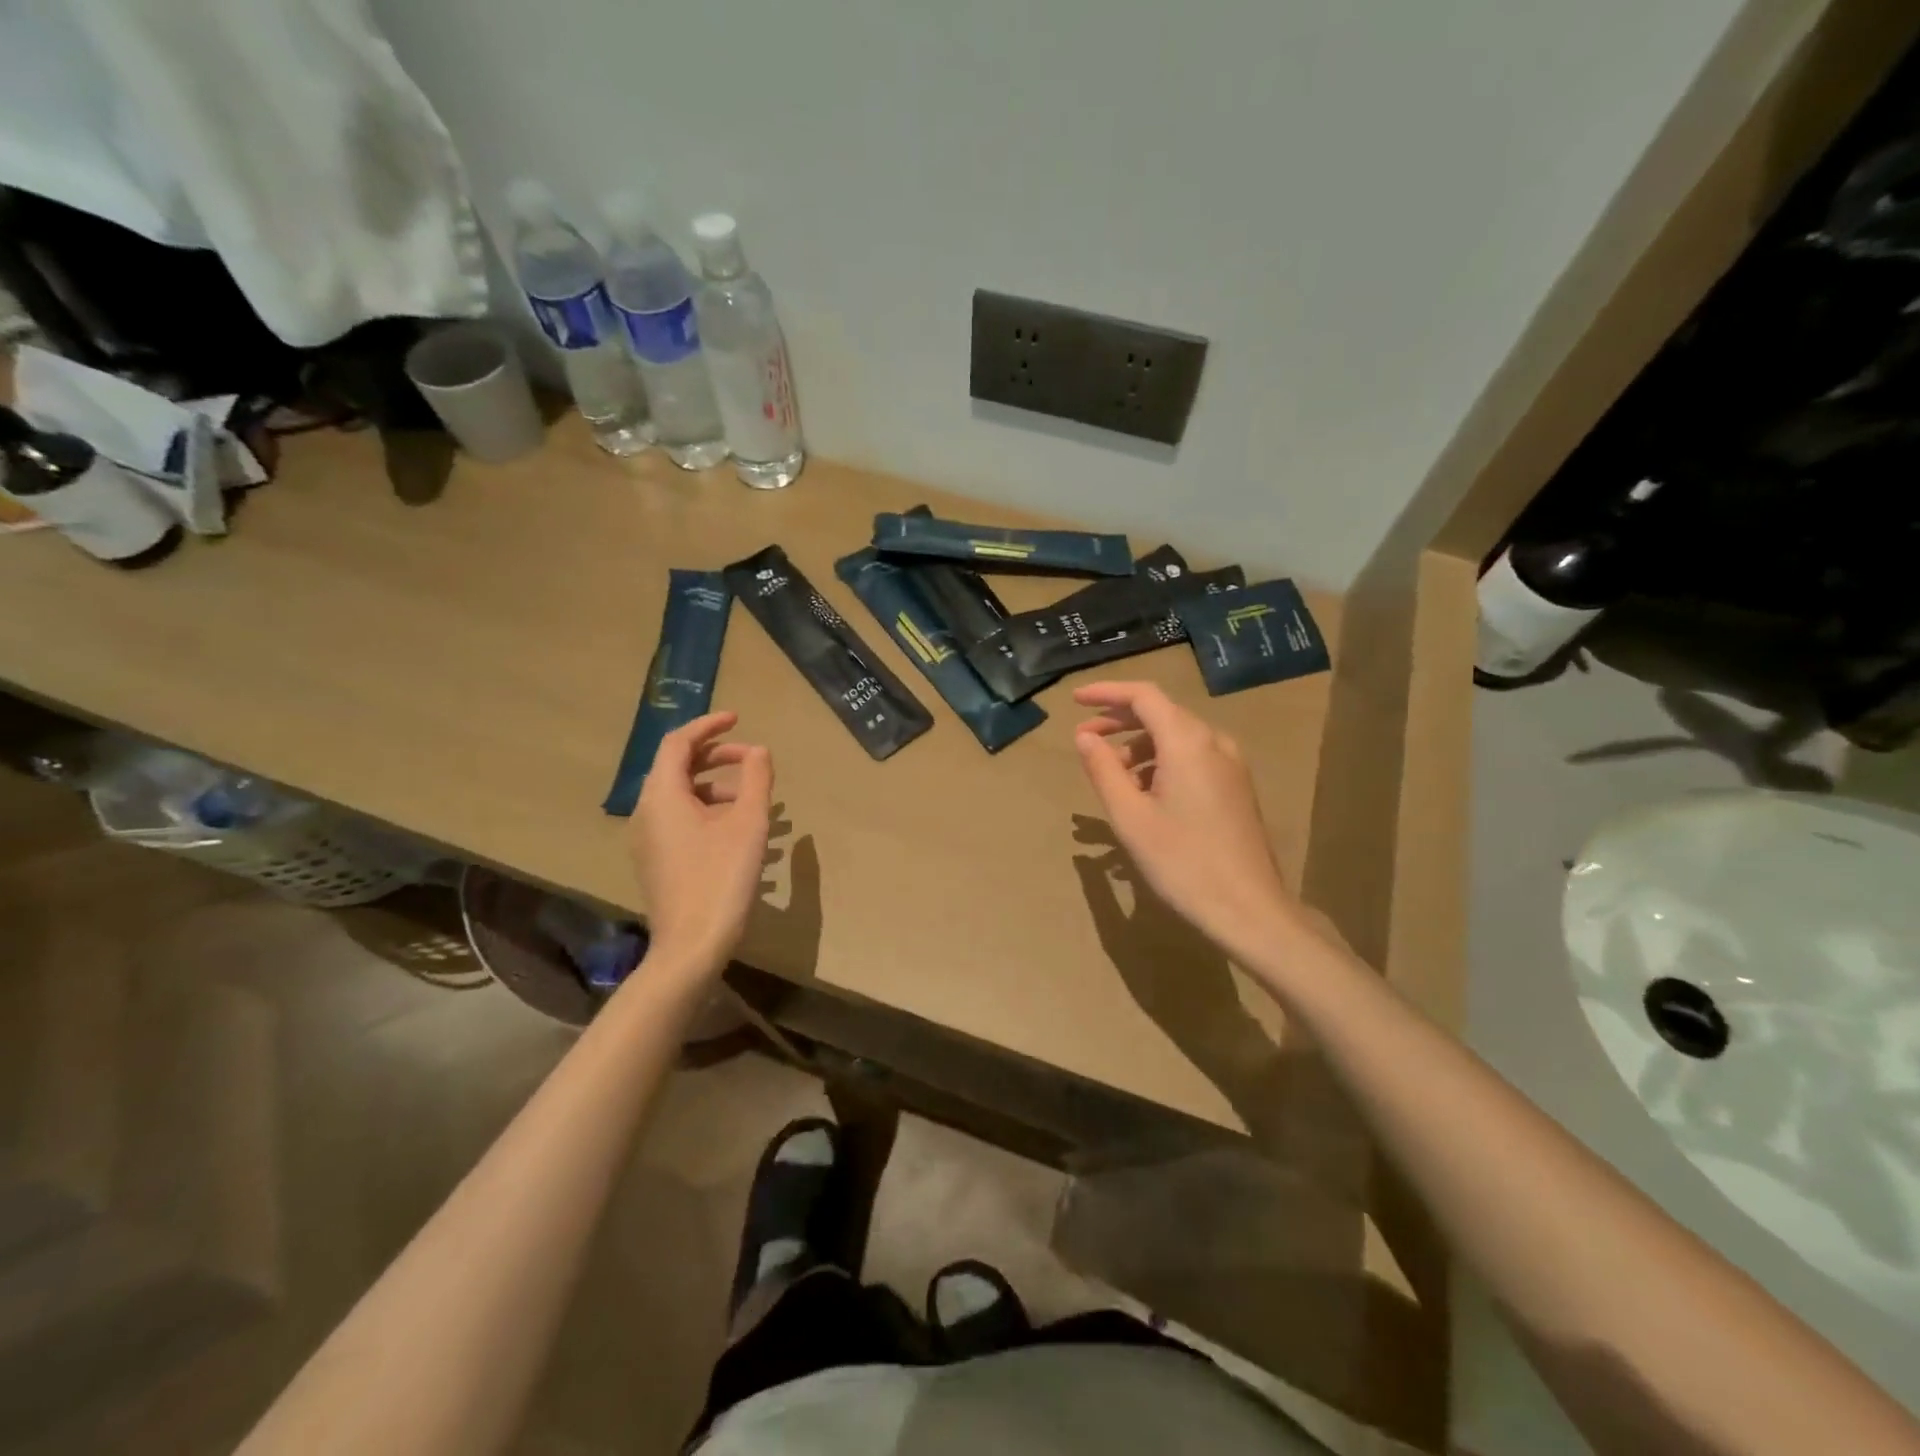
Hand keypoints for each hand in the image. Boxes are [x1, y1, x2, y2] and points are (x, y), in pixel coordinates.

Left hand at [628, 712, 773, 972]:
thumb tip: (759, 751)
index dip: (708, 726)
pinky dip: (707, 809)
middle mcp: (646, 812)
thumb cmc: (721, 878)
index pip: (678, 743)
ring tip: (752, 797)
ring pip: (679, 795)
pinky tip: (738, 828)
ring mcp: (647, 839)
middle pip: (676, 767)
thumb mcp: (749, 824)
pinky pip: (678, 819)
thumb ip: (756, 780)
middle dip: (715, 756)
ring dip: (715, 785)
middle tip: (752, 758)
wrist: (691, 945)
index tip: (738, 719)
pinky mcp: (656, 860)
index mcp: (662, 796)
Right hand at [1073, 682, 1298, 958]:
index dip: (1106, 692)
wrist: (1248, 909)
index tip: (1074, 700)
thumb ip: (1103, 769)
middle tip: (1084, 738)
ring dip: (1139, 747)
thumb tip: (1084, 736)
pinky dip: (1161, 763)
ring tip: (1110, 775)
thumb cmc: (1182, 862)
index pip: (1143, 695)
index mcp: (1188, 741)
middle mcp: (1214, 742)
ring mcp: (1230, 764)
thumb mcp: (1130, 817)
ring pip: (1177, 738)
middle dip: (1119, 721)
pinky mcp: (1236, 786)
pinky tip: (1144, 794)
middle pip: (1161, 714)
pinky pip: (1192, 758)